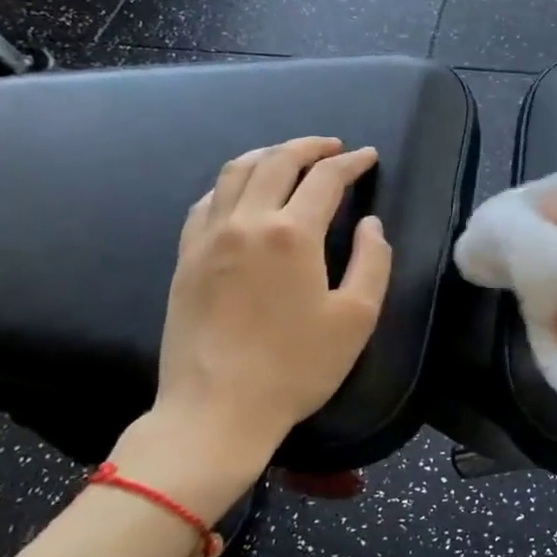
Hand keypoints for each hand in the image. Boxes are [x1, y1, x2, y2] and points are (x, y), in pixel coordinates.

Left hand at [112, 138, 391, 520]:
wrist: (217, 410)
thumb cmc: (296, 367)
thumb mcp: (356, 318)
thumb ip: (371, 262)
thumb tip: (370, 225)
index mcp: (291, 234)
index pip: (325, 179)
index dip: (351, 163)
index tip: (368, 157)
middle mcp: (246, 222)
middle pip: (276, 161)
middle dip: (309, 146)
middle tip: (332, 147)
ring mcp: (208, 238)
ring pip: (234, 173)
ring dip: (267, 155)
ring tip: (288, 157)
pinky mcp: (185, 258)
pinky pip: (205, 202)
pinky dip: (230, 184)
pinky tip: (241, 193)